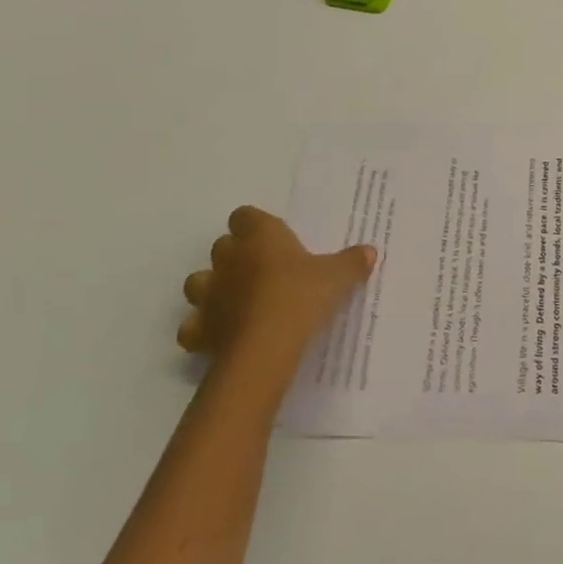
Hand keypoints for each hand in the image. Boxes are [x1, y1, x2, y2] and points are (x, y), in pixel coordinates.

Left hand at [179, 208, 375, 378]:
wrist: (265, 348)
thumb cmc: (301, 297)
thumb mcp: (338, 277)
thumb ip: (352, 262)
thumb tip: (369, 251)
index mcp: (260, 237)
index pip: (245, 215)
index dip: (255, 224)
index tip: (272, 237)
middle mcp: (229, 259)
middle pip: (222, 246)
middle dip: (236, 255)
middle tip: (262, 269)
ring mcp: (210, 295)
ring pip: (198, 281)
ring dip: (213, 287)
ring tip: (235, 299)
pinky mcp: (201, 330)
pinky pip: (193, 325)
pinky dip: (203, 328)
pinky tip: (221, 333)